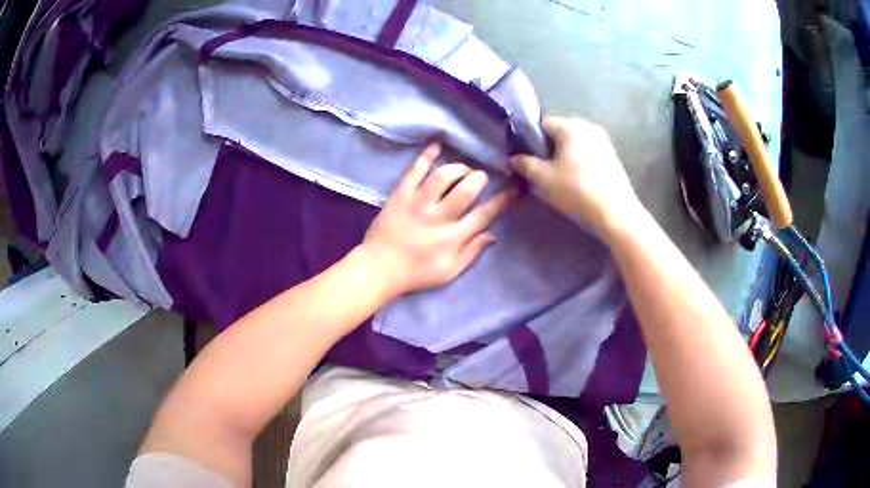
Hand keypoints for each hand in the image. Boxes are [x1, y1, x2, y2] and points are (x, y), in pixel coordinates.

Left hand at [359, 143, 513, 297]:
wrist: (378, 268)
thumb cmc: (416, 273)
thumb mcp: (449, 271)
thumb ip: (472, 252)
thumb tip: (492, 233)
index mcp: (453, 237)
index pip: (484, 214)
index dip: (502, 200)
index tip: (514, 189)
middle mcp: (438, 216)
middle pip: (466, 189)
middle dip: (479, 178)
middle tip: (480, 178)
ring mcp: (418, 203)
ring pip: (443, 176)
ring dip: (458, 168)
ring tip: (462, 170)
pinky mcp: (400, 194)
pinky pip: (415, 170)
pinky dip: (427, 156)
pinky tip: (437, 145)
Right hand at [511, 116, 642, 236]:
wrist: (616, 213)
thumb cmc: (577, 190)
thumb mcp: (543, 179)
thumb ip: (524, 164)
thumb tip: (514, 158)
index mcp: (570, 125)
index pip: (542, 123)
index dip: (530, 140)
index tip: (527, 159)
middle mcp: (588, 126)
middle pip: (559, 132)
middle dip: (548, 148)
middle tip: (542, 171)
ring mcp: (603, 141)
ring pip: (574, 143)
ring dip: (564, 156)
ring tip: (560, 178)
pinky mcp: (612, 156)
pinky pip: (588, 152)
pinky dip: (579, 161)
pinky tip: (578, 181)